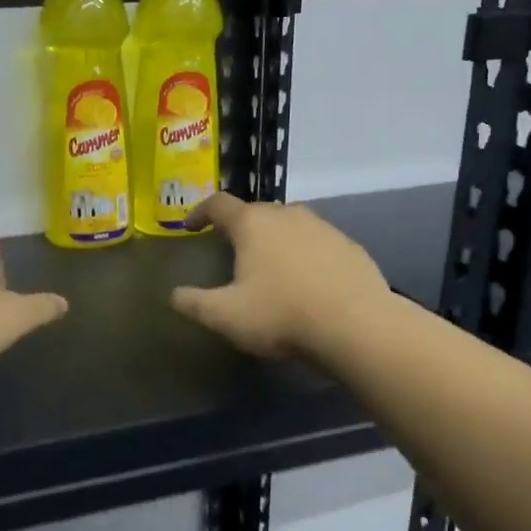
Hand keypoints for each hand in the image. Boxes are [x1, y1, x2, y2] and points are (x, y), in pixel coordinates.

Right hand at [170, 194, 390, 360]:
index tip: (191, 226)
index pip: (218, 204)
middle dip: (239, 228)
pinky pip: (316, 243)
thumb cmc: (281, 315)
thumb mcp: (225, 316)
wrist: (357, 325)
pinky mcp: (349, 246)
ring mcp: (323, 227)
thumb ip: (193, 302)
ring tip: (269, 266)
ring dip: (274, 240)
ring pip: (289, 225)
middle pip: (255, 211)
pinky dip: (304, 254)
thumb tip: (174, 294)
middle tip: (230, 250)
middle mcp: (287, 214)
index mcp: (252, 223)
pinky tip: (305, 281)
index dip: (200, 212)